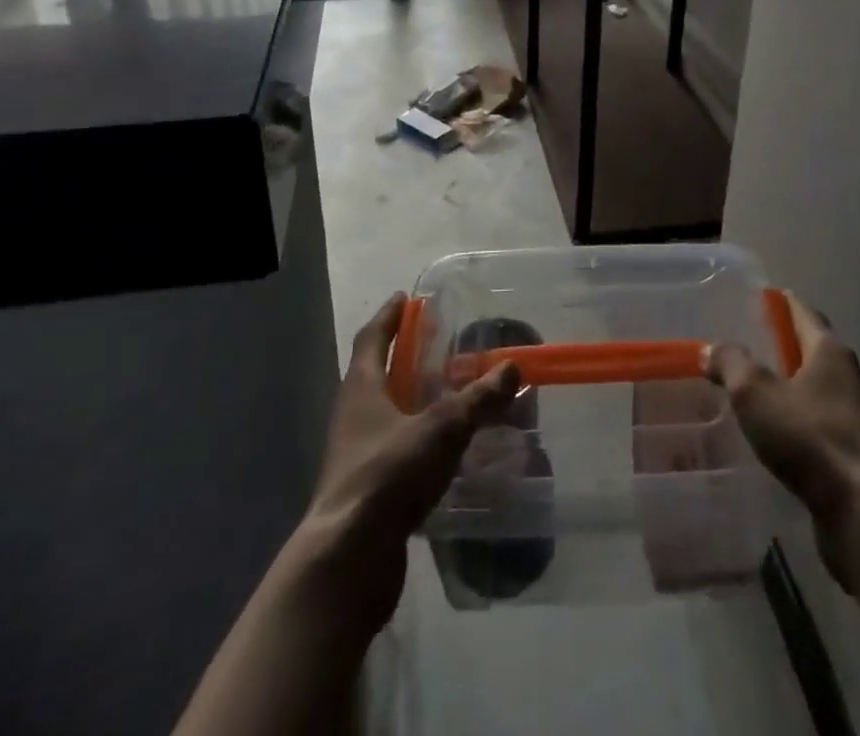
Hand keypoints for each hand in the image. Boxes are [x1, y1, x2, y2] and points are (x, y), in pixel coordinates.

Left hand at [301, 293, 522, 630]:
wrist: (348, 561)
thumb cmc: (387, 476)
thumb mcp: (440, 430)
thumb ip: (477, 399)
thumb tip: (512, 368)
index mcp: (361, 389)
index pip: (371, 338)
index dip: (388, 316)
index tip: (404, 297)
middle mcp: (353, 416)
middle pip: (377, 374)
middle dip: (405, 356)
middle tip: (438, 343)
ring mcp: (357, 455)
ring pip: (388, 414)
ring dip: (414, 400)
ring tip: (451, 393)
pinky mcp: (368, 490)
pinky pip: (396, 450)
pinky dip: (419, 440)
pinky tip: (447, 448)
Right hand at [704, 295, 859, 587]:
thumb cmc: (809, 438)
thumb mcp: (755, 393)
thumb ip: (731, 364)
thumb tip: (712, 349)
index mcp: (832, 353)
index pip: (805, 314)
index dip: (783, 304)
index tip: (763, 299)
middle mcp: (855, 379)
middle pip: (818, 352)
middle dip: (790, 349)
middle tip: (756, 352)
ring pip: (827, 394)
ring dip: (800, 392)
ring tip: (768, 401)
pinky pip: (831, 430)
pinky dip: (810, 428)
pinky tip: (790, 444)